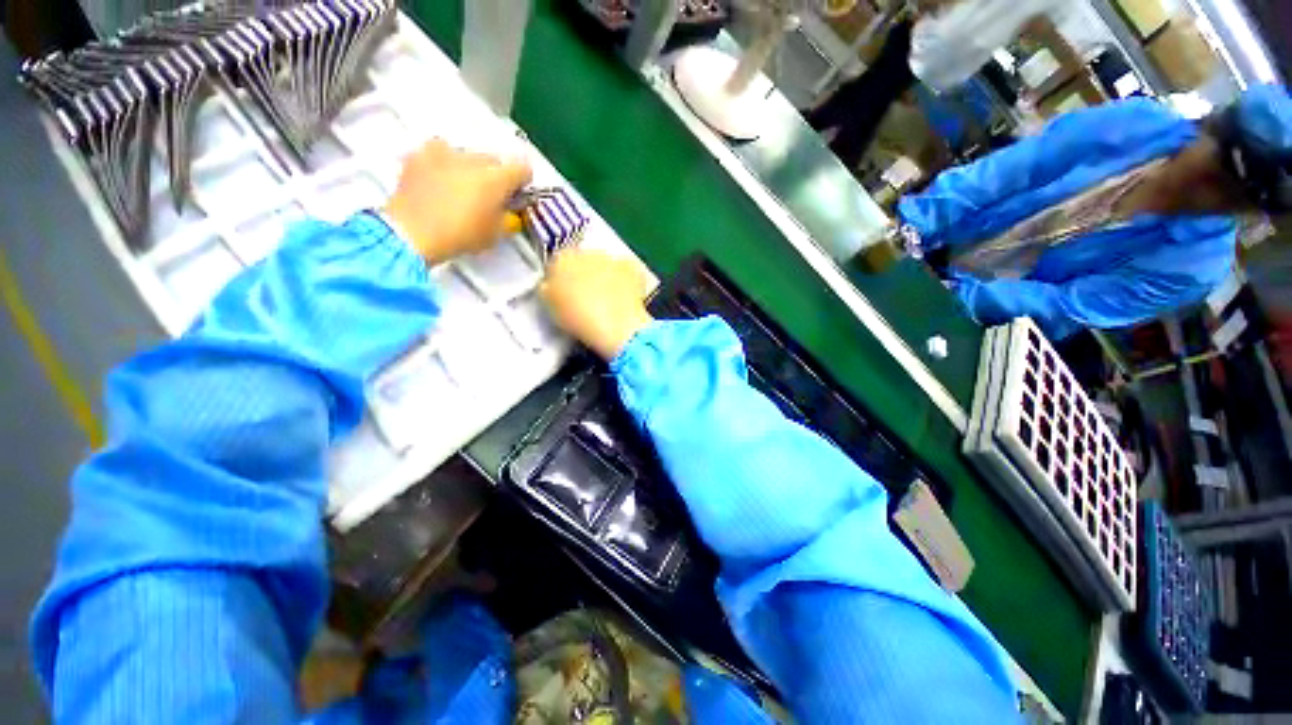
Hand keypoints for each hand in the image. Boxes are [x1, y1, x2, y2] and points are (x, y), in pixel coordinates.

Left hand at [383, 139, 531, 263]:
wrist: (411, 232)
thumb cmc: (461, 236)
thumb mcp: (495, 234)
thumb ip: (507, 217)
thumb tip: (509, 209)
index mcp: (497, 178)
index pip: (522, 169)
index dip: (523, 183)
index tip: (516, 196)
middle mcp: (473, 159)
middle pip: (494, 160)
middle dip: (495, 176)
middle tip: (488, 197)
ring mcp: (444, 153)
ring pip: (466, 155)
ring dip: (469, 168)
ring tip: (460, 188)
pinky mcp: (420, 155)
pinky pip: (438, 153)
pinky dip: (442, 163)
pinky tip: (438, 180)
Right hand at [540, 250, 653, 359]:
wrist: (615, 324)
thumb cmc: (577, 318)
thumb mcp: (549, 306)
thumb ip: (547, 289)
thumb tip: (550, 285)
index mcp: (562, 259)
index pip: (557, 263)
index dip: (561, 279)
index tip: (565, 295)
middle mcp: (587, 252)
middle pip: (583, 261)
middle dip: (584, 276)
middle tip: (587, 299)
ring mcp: (612, 258)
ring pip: (605, 266)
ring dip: (605, 278)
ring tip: (608, 301)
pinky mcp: (633, 268)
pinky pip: (627, 273)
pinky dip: (626, 283)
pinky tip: (625, 299)